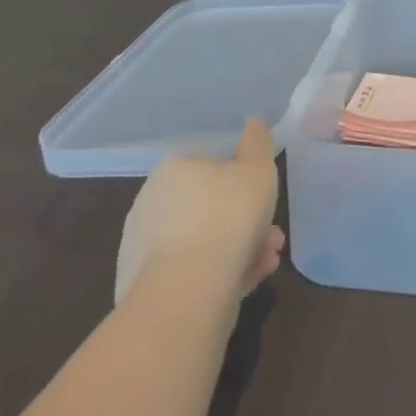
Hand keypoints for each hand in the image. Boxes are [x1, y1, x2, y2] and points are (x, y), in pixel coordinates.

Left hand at [116, 118, 285, 305]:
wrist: (185, 292)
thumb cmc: (227, 216)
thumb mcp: (257, 168)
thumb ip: (257, 143)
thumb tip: (253, 123)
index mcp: (174, 168)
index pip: (212, 168)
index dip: (245, 185)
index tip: (266, 201)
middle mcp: (152, 202)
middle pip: (209, 208)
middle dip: (245, 221)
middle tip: (273, 237)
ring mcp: (143, 247)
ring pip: (203, 242)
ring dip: (238, 249)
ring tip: (267, 263)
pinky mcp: (142, 289)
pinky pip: (191, 273)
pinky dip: (218, 275)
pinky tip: (246, 283)